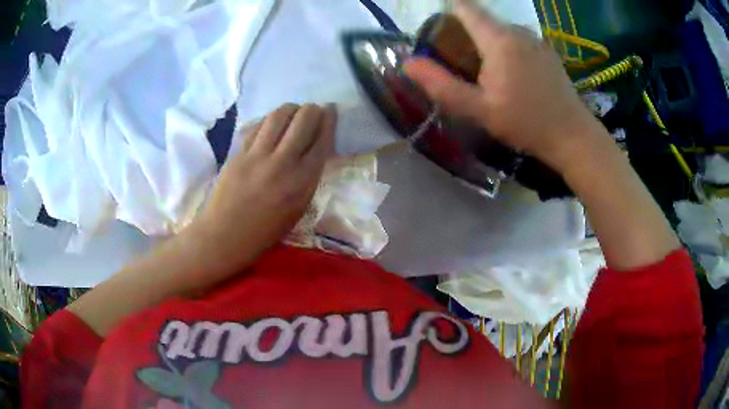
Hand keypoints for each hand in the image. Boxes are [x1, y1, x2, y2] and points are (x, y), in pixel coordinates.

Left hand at [188, 103, 335, 284]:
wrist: (225, 236)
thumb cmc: (265, 231)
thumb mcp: (298, 209)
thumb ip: (308, 177)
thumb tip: (314, 148)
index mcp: (302, 182)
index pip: (322, 140)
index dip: (329, 120)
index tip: (331, 111)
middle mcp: (283, 163)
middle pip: (304, 119)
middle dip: (313, 109)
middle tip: (314, 111)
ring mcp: (258, 155)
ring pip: (280, 115)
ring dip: (291, 108)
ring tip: (294, 112)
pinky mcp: (239, 152)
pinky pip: (259, 126)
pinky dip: (270, 120)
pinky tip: (273, 124)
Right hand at [404, 0, 607, 172]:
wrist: (573, 136)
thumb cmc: (526, 123)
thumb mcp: (479, 110)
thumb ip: (441, 85)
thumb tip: (408, 63)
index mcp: (499, 40)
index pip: (466, 8)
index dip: (448, 14)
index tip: (442, 36)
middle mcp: (518, 31)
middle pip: (483, 20)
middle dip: (466, 35)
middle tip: (461, 66)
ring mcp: (536, 40)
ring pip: (501, 31)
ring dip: (488, 44)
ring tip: (487, 74)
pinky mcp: (547, 51)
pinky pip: (518, 40)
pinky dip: (507, 50)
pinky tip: (513, 78)